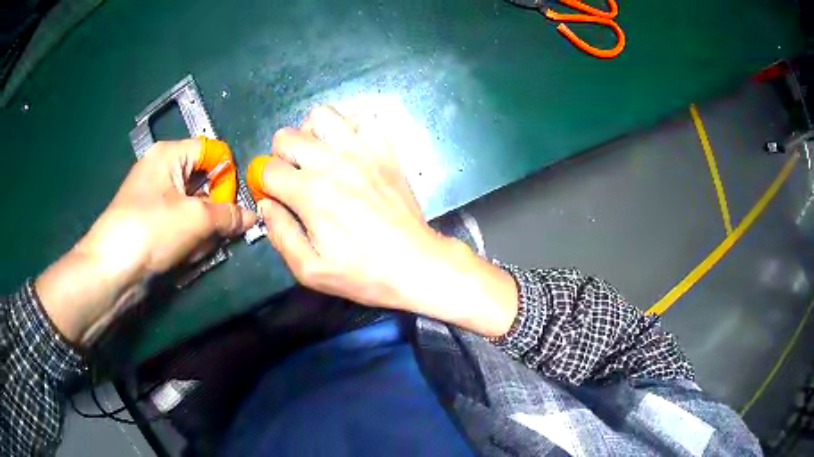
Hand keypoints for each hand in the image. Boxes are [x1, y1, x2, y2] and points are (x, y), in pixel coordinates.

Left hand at [36, 138, 255, 344]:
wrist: (112, 268)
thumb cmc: (151, 229)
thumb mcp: (196, 219)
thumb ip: (229, 214)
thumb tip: (252, 216)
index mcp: (169, 154)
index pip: (212, 152)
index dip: (226, 175)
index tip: (232, 203)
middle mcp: (161, 169)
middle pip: (202, 181)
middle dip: (213, 209)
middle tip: (217, 232)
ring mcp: (153, 197)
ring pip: (192, 206)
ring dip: (201, 228)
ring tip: (196, 248)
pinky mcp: (149, 222)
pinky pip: (178, 222)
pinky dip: (187, 237)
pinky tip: (185, 255)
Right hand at [248, 107, 517, 336]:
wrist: (415, 264)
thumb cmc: (363, 273)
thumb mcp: (310, 270)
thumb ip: (280, 235)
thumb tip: (266, 205)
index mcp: (311, 193)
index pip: (268, 169)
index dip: (262, 183)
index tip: (273, 196)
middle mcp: (333, 163)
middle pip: (287, 136)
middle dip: (279, 156)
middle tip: (292, 177)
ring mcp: (362, 151)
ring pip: (322, 115)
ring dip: (310, 133)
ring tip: (316, 156)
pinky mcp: (385, 151)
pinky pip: (362, 119)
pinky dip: (348, 127)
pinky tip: (347, 148)